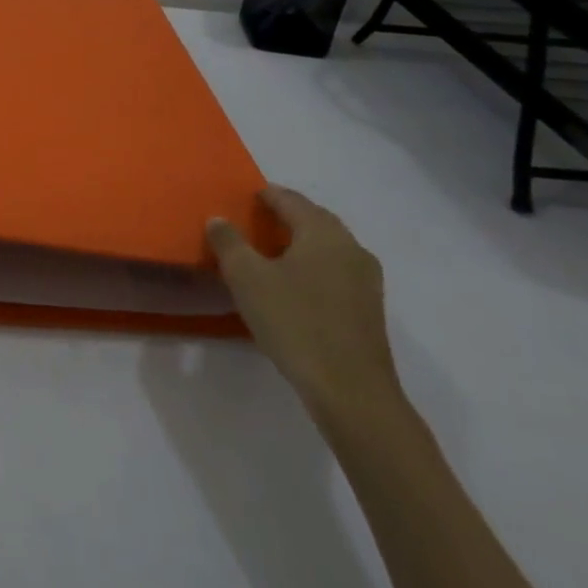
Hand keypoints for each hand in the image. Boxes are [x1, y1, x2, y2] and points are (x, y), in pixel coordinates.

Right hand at [206, 187, 399, 425]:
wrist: (351, 392)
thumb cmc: (295, 323)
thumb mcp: (247, 278)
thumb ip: (229, 242)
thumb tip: (218, 219)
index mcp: (323, 232)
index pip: (289, 199)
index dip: (264, 194)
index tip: (242, 197)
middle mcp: (350, 247)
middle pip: (313, 220)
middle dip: (283, 217)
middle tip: (251, 222)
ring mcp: (365, 280)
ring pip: (326, 248)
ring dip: (298, 244)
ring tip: (267, 254)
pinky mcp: (368, 309)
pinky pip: (334, 272)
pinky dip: (311, 268)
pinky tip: (291, 286)